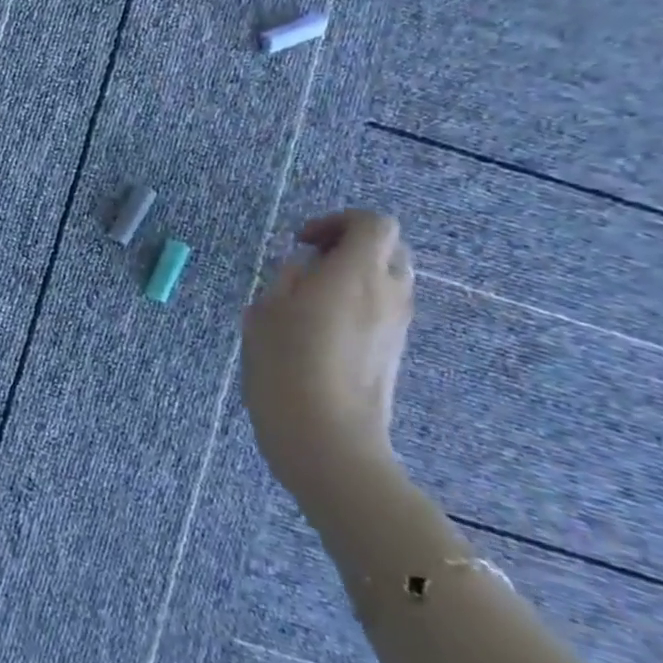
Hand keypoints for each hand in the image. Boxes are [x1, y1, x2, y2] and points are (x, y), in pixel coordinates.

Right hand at [241, 210, 413, 513]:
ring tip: (311, 298)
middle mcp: (388, 294)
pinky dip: (359, 304)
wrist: (327, 441)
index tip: (302, 242)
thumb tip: (304, 269)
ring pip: (388, 280)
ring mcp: (397, 326)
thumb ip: (288, 279)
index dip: (337, 220)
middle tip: (310, 263)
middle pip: (389, 248)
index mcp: (356, 274)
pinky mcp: (394, 353)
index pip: (373, 223)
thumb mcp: (265, 313)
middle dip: (351, 245)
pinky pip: (384, 310)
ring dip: (355, 276)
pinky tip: (321, 329)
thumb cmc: (285, 368)